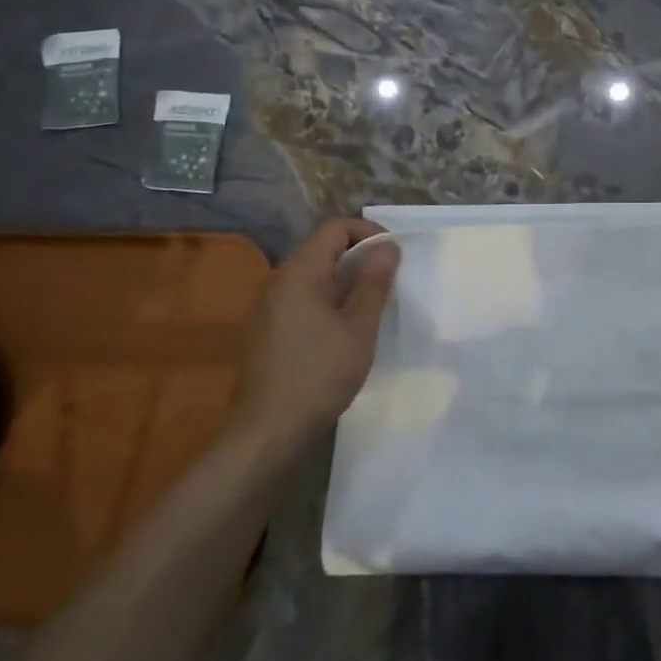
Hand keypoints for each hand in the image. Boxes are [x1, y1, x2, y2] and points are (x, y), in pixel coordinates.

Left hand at [230, 217, 400, 443]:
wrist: (266, 431)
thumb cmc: (319, 374)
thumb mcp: (359, 327)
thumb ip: (374, 282)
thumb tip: (388, 246)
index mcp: (300, 272)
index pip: (335, 228)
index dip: (368, 232)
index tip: (394, 255)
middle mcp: (279, 281)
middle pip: (322, 249)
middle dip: (358, 256)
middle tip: (388, 279)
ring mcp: (268, 307)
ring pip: (312, 275)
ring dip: (344, 279)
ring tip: (371, 303)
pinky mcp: (266, 330)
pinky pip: (301, 298)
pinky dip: (327, 299)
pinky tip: (343, 329)